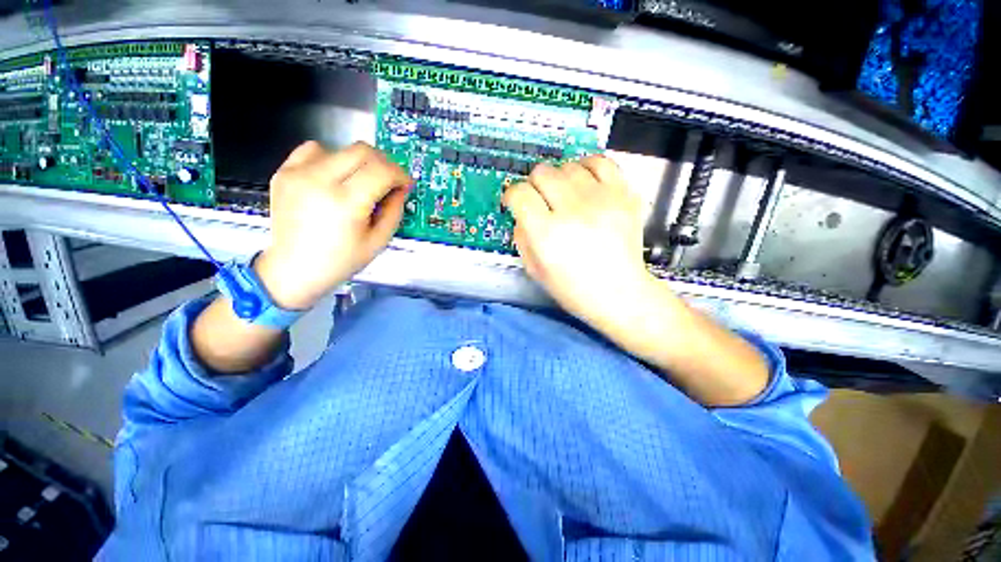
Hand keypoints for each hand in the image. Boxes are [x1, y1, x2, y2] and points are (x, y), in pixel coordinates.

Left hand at [255, 141, 411, 309]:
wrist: (294, 269)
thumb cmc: (341, 261)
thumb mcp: (378, 241)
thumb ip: (394, 211)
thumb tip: (401, 188)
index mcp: (346, 203)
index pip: (382, 170)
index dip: (400, 174)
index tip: (404, 184)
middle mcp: (320, 181)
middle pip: (362, 150)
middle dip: (383, 163)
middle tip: (388, 181)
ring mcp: (298, 173)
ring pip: (341, 149)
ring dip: (358, 163)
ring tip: (359, 183)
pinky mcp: (284, 172)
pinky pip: (313, 150)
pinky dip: (331, 159)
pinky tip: (333, 178)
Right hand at [502, 156, 653, 324]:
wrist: (620, 294)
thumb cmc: (573, 289)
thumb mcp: (535, 270)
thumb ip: (521, 237)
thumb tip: (522, 213)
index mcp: (547, 234)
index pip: (520, 194)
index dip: (512, 196)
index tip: (515, 202)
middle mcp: (572, 210)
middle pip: (542, 173)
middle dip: (534, 185)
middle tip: (540, 200)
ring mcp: (601, 200)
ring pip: (568, 166)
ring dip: (559, 178)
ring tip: (563, 194)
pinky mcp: (623, 196)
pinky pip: (601, 162)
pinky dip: (587, 167)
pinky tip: (584, 181)